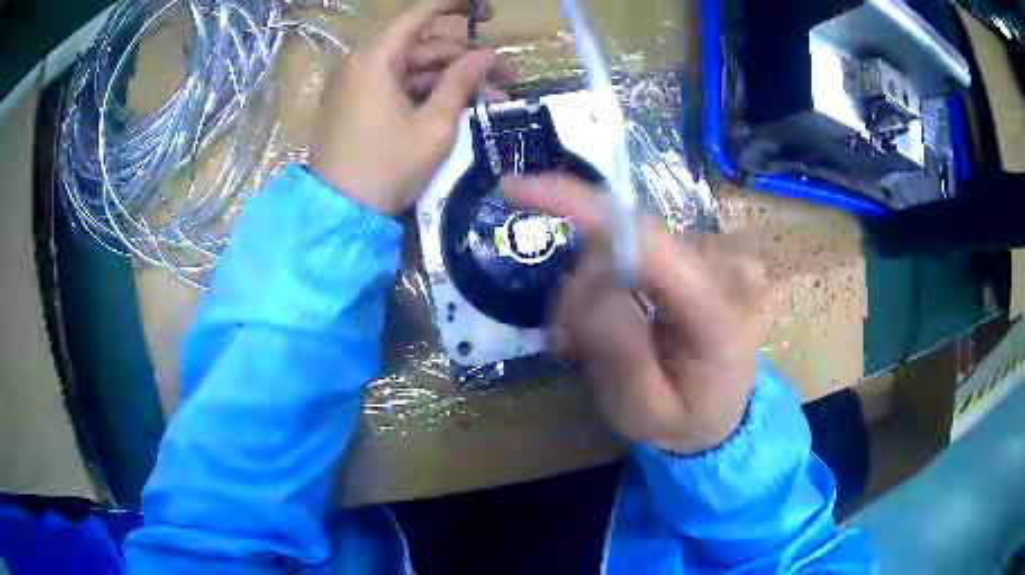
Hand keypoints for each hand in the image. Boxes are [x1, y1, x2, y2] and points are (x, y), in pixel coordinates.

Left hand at [309, 0, 511, 215]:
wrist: (338, 215)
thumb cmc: (386, 169)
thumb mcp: (433, 127)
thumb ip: (461, 83)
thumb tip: (485, 55)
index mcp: (375, 59)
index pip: (419, 13)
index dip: (456, 5)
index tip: (490, 12)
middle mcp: (363, 64)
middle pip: (423, 45)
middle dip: (466, 57)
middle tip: (506, 76)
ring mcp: (359, 85)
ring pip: (414, 68)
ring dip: (453, 79)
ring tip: (494, 98)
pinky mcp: (359, 105)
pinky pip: (399, 87)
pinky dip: (429, 93)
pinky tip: (462, 106)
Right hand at [503, 175, 767, 454]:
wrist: (724, 415)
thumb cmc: (685, 422)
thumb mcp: (643, 413)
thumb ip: (620, 355)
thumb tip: (590, 285)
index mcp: (719, 318)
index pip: (650, 243)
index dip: (581, 206)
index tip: (515, 189)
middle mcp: (726, 272)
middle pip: (626, 241)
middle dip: (583, 286)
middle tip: (571, 344)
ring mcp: (719, 258)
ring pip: (625, 243)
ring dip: (593, 288)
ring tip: (591, 343)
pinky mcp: (706, 254)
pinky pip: (639, 248)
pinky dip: (611, 280)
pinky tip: (613, 319)